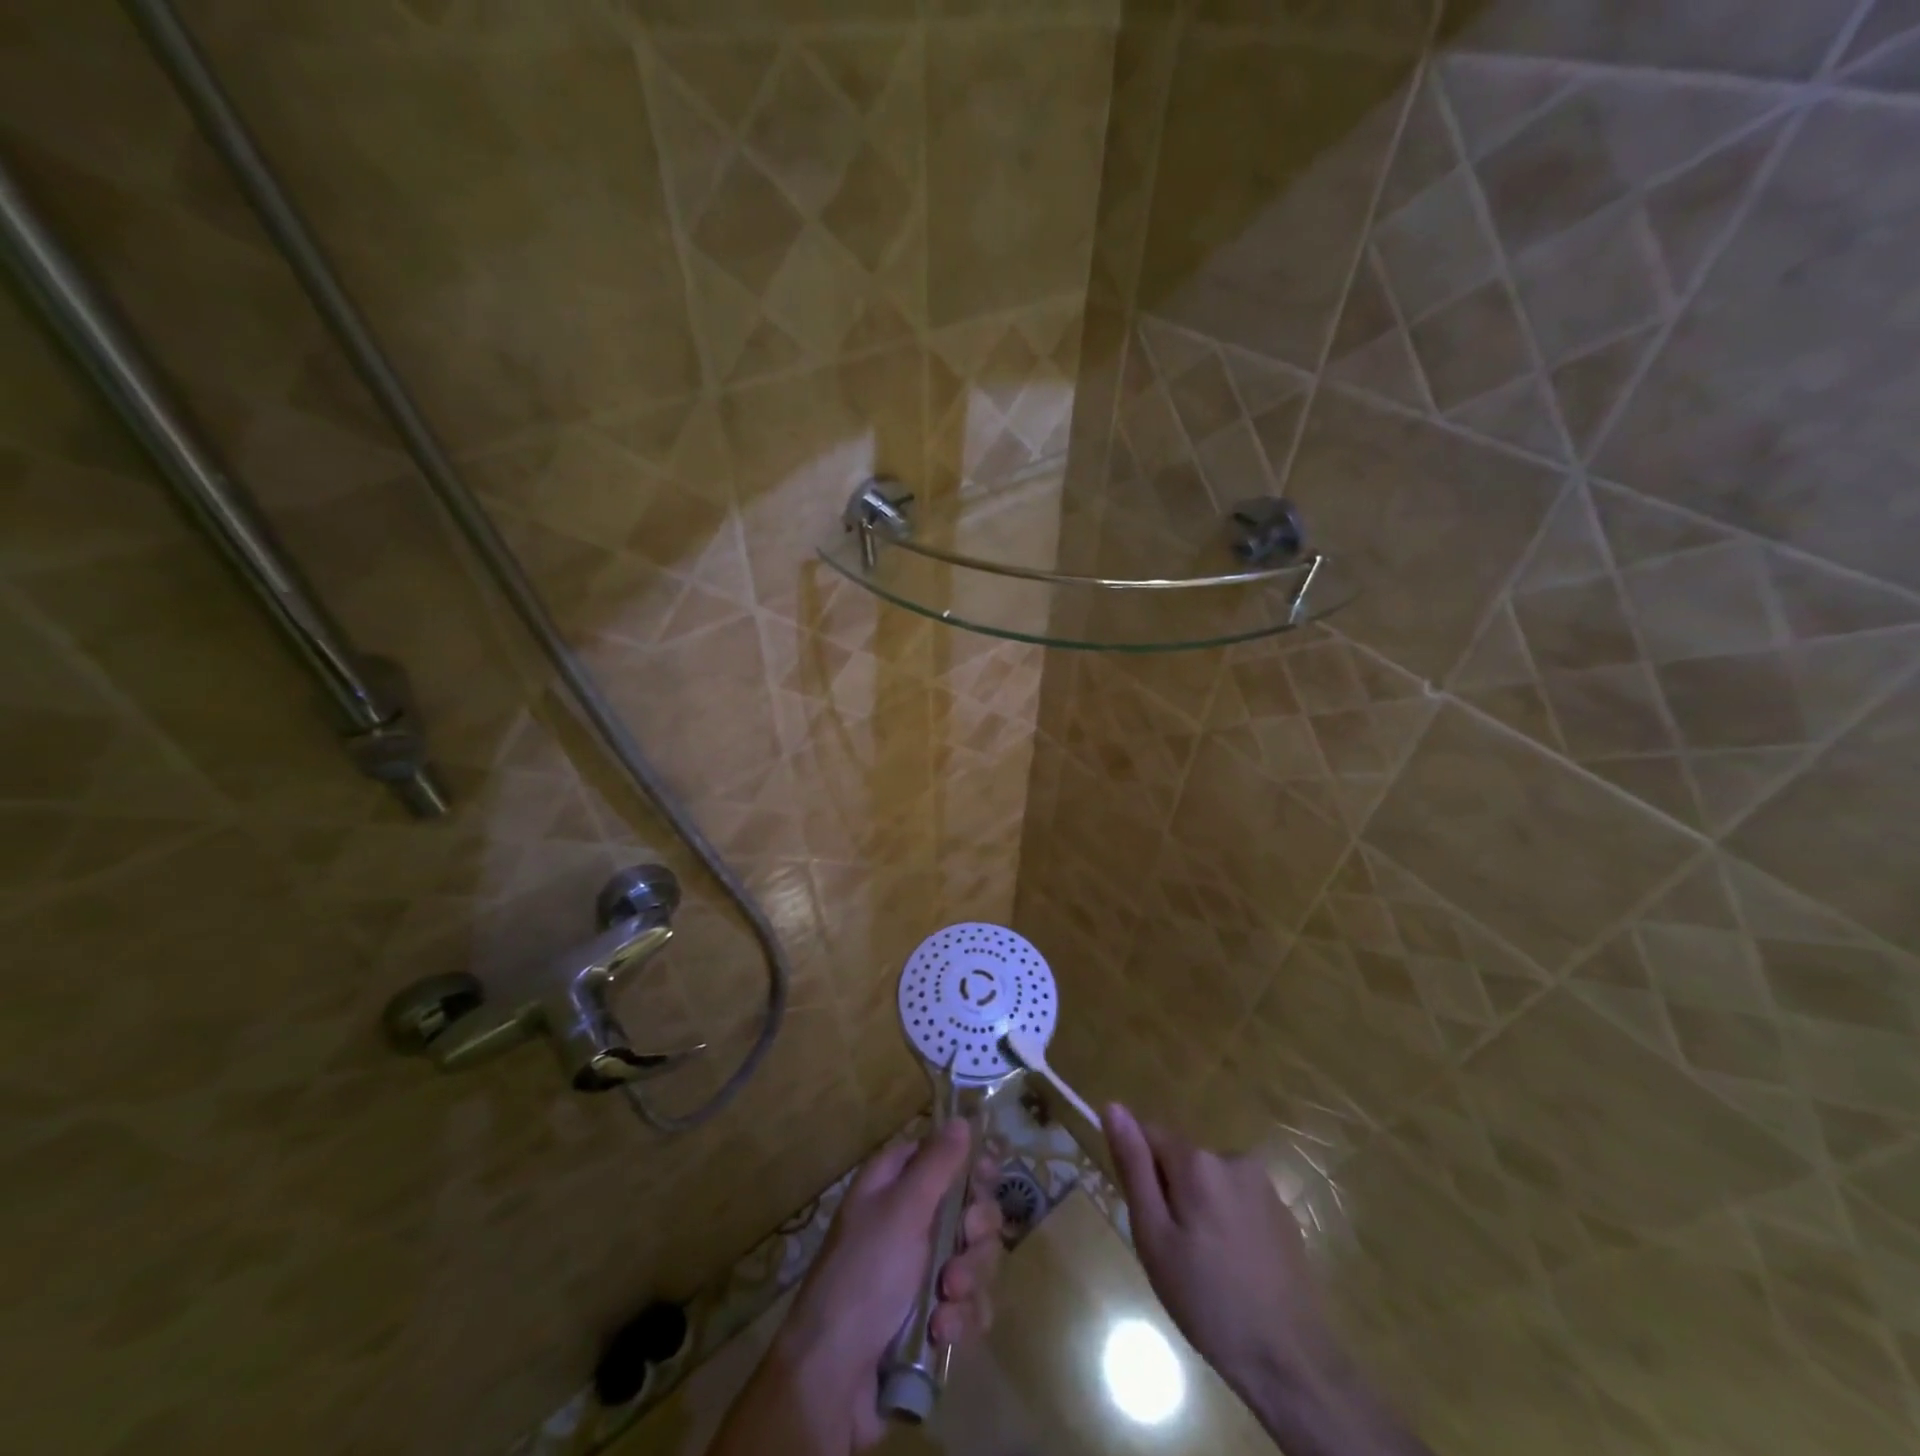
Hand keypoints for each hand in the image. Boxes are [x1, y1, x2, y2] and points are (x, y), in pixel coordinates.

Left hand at [773, 1119, 1004, 1450]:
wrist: (835, 1378)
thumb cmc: (865, 1275)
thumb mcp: (901, 1210)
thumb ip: (937, 1164)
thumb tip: (961, 1120)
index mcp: (895, 1185)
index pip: (943, 1156)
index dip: (970, 1165)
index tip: (987, 1177)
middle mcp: (910, 1221)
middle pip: (970, 1208)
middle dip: (975, 1233)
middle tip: (962, 1245)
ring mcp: (922, 1271)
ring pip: (975, 1258)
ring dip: (968, 1281)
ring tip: (945, 1300)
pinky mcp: (933, 1315)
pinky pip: (969, 1304)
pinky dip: (961, 1318)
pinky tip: (941, 1332)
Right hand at [1101, 1102, 1330, 1393]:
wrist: (1291, 1363)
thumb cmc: (1207, 1301)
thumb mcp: (1154, 1237)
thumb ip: (1133, 1167)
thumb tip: (1113, 1107)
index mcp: (1197, 1162)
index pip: (1149, 1135)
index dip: (1139, 1171)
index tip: (1146, 1217)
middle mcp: (1232, 1158)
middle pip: (1181, 1160)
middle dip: (1170, 1194)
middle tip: (1173, 1253)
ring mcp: (1263, 1185)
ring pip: (1209, 1181)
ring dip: (1199, 1209)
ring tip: (1205, 1267)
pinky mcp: (1284, 1213)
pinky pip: (1238, 1201)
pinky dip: (1227, 1223)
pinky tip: (1234, 1269)